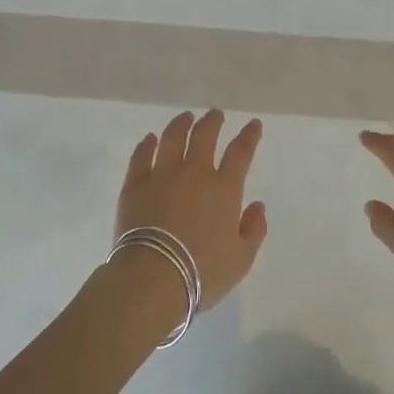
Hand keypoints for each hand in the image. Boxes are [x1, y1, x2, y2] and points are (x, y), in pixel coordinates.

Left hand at [116, 110, 267, 318]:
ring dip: (182, 123)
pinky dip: (147, 144)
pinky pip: (141, 155)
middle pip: (205, 135)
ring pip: (173, 137)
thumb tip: (258, 205)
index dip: (249, 135)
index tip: (253, 124)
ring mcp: (162, 174)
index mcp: (224, 188)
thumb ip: (254, 229)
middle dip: (213, 121)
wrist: (152, 278)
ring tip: (186, 117)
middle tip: (215, 115)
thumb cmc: (202, 272)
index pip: (241, 152)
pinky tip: (150, 139)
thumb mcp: (241, 259)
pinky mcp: (135, 184)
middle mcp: (195, 172)